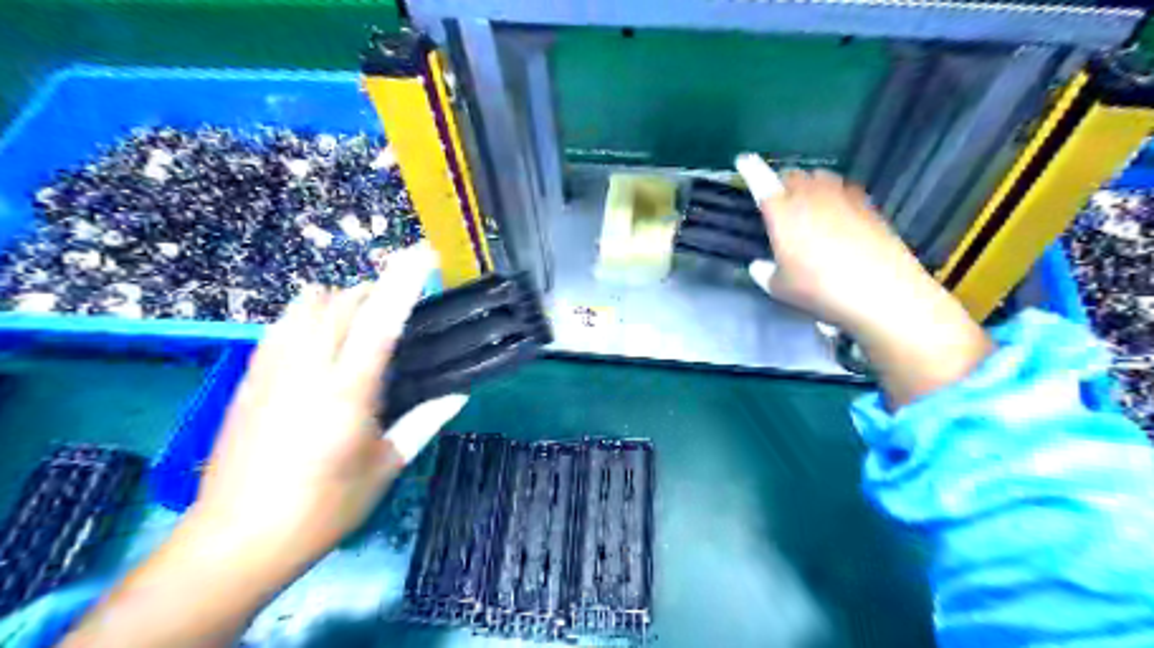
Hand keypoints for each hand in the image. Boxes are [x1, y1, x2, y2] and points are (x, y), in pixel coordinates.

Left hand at [63, 244, 462, 646]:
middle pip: (342, 301)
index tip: (425, 253)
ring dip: (340, 300)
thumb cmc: (324, 507)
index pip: (381, 319)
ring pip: (305, 306)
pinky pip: (280, 326)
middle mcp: (307, 368)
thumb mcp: (385, 466)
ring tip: (361, 320)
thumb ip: (424, 422)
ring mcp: (271, 370)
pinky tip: (319, 340)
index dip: (405, 280)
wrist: (237, 539)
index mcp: (348, 391)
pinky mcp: (249, 379)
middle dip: (375, 290)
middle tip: (400, 306)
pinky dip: (307, 316)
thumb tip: (459, 394)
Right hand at [738, 151, 992, 405]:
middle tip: (779, 198)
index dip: (750, 169)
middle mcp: (811, 197)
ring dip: (809, 184)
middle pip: (792, 175)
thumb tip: (760, 265)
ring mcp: (843, 198)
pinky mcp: (868, 206)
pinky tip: (837, 213)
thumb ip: (765, 274)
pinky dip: (834, 194)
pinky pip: (844, 189)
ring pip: (820, 177)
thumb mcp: (780, 289)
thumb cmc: (820, 290)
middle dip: (782, 182)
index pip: (761, 183)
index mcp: (783, 214)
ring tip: (807, 201)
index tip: (743, 159)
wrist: (882, 292)